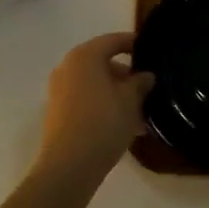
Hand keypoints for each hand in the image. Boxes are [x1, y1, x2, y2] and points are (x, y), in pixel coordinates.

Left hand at [38, 33, 152, 176]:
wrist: (69, 166)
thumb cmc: (103, 122)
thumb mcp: (131, 100)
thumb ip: (140, 83)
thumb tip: (146, 75)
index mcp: (85, 56)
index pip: (113, 40)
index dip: (134, 44)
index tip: (151, 52)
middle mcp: (68, 67)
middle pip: (103, 63)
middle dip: (127, 75)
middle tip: (148, 89)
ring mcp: (59, 90)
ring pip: (95, 84)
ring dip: (117, 94)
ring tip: (140, 113)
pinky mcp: (57, 113)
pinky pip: (86, 100)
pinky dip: (104, 106)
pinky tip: (124, 126)